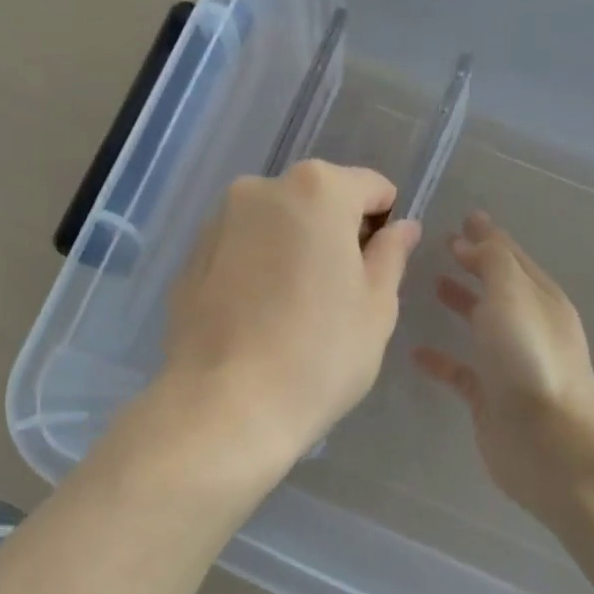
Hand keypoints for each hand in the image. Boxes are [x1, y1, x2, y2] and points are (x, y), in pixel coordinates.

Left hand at [162, 160, 422, 470]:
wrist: (224, 407)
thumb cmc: (319, 354)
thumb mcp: (376, 307)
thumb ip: (391, 254)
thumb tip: (403, 227)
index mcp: (316, 189)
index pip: (370, 187)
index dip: (384, 223)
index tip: (378, 269)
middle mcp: (260, 189)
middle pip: (318, 199)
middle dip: (335, 232)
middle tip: (338, 293)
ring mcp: (217, 221)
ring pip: (275, 222)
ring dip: (292, 247)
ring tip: (293, 308)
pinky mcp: (190, 256)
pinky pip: (240, 248)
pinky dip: (256, 266)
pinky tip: (257, 316)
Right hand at [414, 212, 593, 519]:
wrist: (550, 442)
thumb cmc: (530, 358)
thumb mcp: (513, 294)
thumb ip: (492, 260)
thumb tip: (473, 235)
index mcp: (539, 298)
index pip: (510, 257)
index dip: (487, 237)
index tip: (463, 218)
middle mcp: (527, 326)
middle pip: (497, 286)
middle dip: (473, 264)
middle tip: (441, 246)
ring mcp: (509, 363)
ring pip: (480, 324)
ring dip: (460, 303)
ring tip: (429, 285)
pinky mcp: (489, 397)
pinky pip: (460, 370)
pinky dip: (440, 358)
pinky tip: (415, 351)